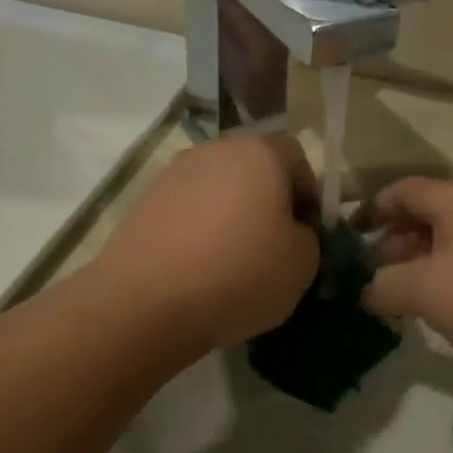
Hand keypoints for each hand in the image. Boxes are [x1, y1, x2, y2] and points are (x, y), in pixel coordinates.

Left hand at [93, 136, 320, 352]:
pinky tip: (199, 271)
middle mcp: (214, 152)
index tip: (308, 232)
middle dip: (267, 204)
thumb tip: (290, 233)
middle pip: (253, 171)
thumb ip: (307, 238)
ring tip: (232, 264)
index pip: (296, 158)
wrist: (147, 301)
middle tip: (273, 248)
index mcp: (260, 154)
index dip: (308, 194)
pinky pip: (186, 213)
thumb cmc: (240, 274)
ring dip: (230, 218)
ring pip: (217, 192)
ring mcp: (172, 175)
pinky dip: (198, 234)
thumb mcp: (302, 264)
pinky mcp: (143, 204)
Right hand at [361, 178, 452, 361]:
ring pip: (452, 241)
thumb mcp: (422, 290)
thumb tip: (364, 291)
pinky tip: (450, 308)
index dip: (372, 208)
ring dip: (422, 263)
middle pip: (427, 215)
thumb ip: (381, 287)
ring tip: (409, 297)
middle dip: (395, 242)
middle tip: (378, 275)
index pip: (402, 189)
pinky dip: (451, 277)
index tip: (351, 236)